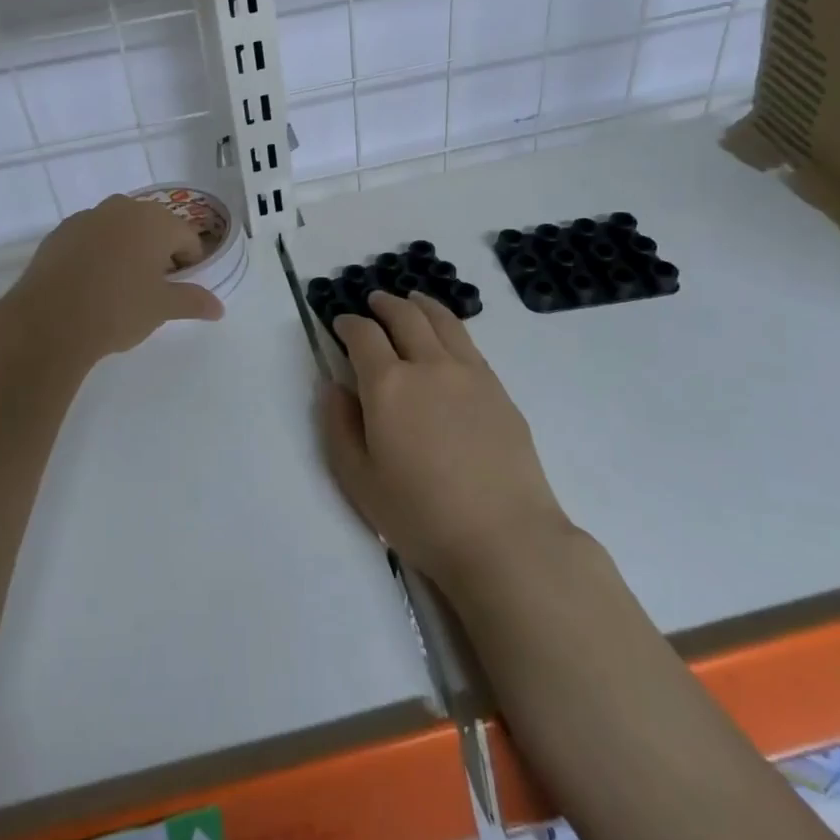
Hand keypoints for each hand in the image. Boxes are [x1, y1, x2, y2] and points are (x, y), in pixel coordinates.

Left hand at [0, 196, 223, 367]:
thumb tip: (218, 308)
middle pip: (153, 227)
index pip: (187, 238)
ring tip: (119, 286)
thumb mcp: (162, 308)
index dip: (189, 264)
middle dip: (158, 252)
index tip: (179, 288)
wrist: (48, 321)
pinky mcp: (59, 232)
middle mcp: (123, 209)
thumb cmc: (118, 309)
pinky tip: (89, 284)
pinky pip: (90, 238)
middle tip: (152, 288)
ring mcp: (87, 217)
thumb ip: (193, 301)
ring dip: (127, 249)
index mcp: (155, 221)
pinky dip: (97, 254)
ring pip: (119, 230)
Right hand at [322, 291, 570, 592]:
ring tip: (411, 300)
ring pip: (441, 320)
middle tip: (373, 302)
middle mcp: (428, 365)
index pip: (363, 335)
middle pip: (404, 316)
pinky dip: (449, 325)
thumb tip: (333, 387)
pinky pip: (468, 342)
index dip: (348, 323)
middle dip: (383, 304)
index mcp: (388, 385)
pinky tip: (446, 335)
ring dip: (419, 304)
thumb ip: (338, 426)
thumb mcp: (358, 480)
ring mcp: (469, 373)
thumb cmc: (421, 516)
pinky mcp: (498, 388)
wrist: (505, 538)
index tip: (340, 323)